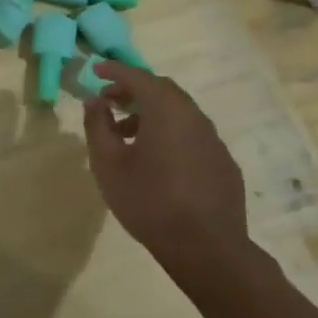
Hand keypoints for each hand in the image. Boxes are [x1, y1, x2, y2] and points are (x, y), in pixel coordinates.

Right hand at [82, 61, 249, 277]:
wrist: (206, 248)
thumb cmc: (149, 201)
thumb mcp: (108, 164)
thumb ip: (98, 126)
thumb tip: (94, 100)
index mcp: (166, 111)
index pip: (138, 77)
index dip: (114, 70)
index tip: (95, 69)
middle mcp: (194, 117)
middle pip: (163, 90)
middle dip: (134, 89)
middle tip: (109, 100)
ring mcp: (213, 140)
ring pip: (179, 113)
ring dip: (152, 113)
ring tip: (127, 135)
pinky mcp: (223, 163)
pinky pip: (192, 134)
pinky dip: (171, 132)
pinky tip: (158, 159)